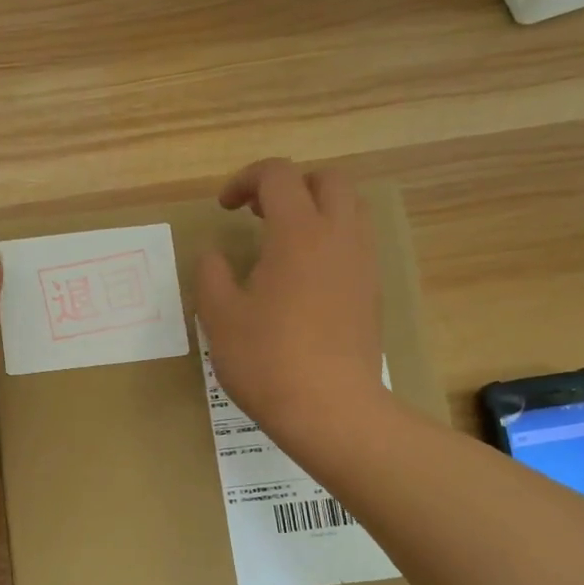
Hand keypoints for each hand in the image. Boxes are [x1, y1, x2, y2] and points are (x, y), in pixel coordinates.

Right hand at [196, 159, 389, 462]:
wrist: (331, 409)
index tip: (224, 208)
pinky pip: (357, 242)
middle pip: (328, 179)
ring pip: (350, 208)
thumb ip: (211, 275)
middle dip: (290, 185)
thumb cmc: (267, 361)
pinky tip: (304, 277)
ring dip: (316, 209)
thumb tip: (214, 255)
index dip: (246, 180)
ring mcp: (363, 264)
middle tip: (258, 214)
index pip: (278, 175)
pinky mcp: (372, 291)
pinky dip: (330, 239)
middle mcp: (339, 237)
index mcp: (298, 233)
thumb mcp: (220, 317)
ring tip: (282, 241)